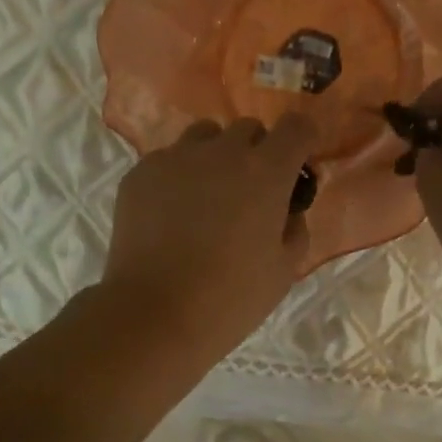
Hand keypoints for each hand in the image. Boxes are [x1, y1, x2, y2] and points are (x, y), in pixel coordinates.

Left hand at [101, 113, 317, 364]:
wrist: (155, 315)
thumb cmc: (231, 299)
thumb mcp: (284, 271)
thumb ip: (295, 228)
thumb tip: (287, 210)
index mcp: (265, 173)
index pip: (296, 126)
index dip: (302, 141)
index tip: (297, 166)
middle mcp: (221, 152)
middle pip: (248, 129)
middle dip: (257, 152)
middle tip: (251, 194)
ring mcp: (175, 159)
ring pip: (204, 137)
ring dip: (216, 157)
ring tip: (209, 199)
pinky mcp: (139, 174)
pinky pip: (169, 160)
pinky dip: (179, 177)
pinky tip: (173, 217)